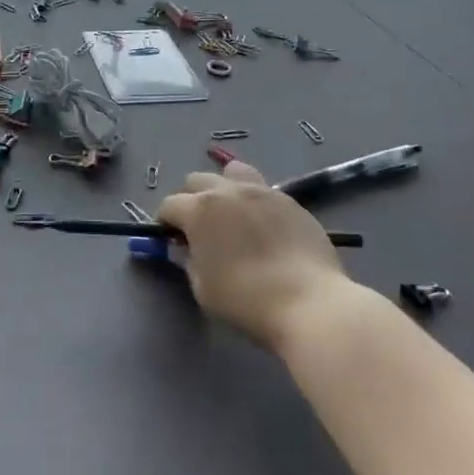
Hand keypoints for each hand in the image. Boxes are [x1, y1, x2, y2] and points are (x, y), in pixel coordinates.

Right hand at [157, 160, 349, 348]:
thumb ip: (189, 261)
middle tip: (199, 226)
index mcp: (199, 209)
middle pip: (197, 180)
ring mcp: (262, 191)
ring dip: (224, 188)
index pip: (170, 205)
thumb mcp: (202, 287)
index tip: (171, 239)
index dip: (165, 222)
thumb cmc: (245, 299)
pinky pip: (263, 190)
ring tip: (232, 214)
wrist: (308, 301)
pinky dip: (254, 202)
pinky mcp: (290, 201)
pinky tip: (263, 227)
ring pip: (233, 173)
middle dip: (191, 199)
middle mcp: (228, 191)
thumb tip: (189, 249)